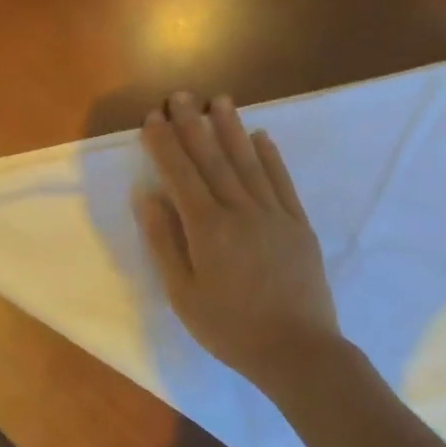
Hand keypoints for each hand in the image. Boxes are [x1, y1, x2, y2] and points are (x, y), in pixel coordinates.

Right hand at [136, 92, 340, 393]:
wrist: (297, 351)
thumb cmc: (229, 327)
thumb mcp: (182, 293)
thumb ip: (164, 241)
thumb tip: (147, 196)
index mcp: (207, 227)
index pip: (180, 174)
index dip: (165, 144)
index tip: (152, 118)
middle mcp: (240, 210)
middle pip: (212, 159)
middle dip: (193, 125)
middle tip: (180, 95)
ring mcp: (273, 214)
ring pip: (248, 162)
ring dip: (231, 129)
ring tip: (219, 100)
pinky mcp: (298, 224)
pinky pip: (281, 182)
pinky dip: (270, 156)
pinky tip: (262, 137)